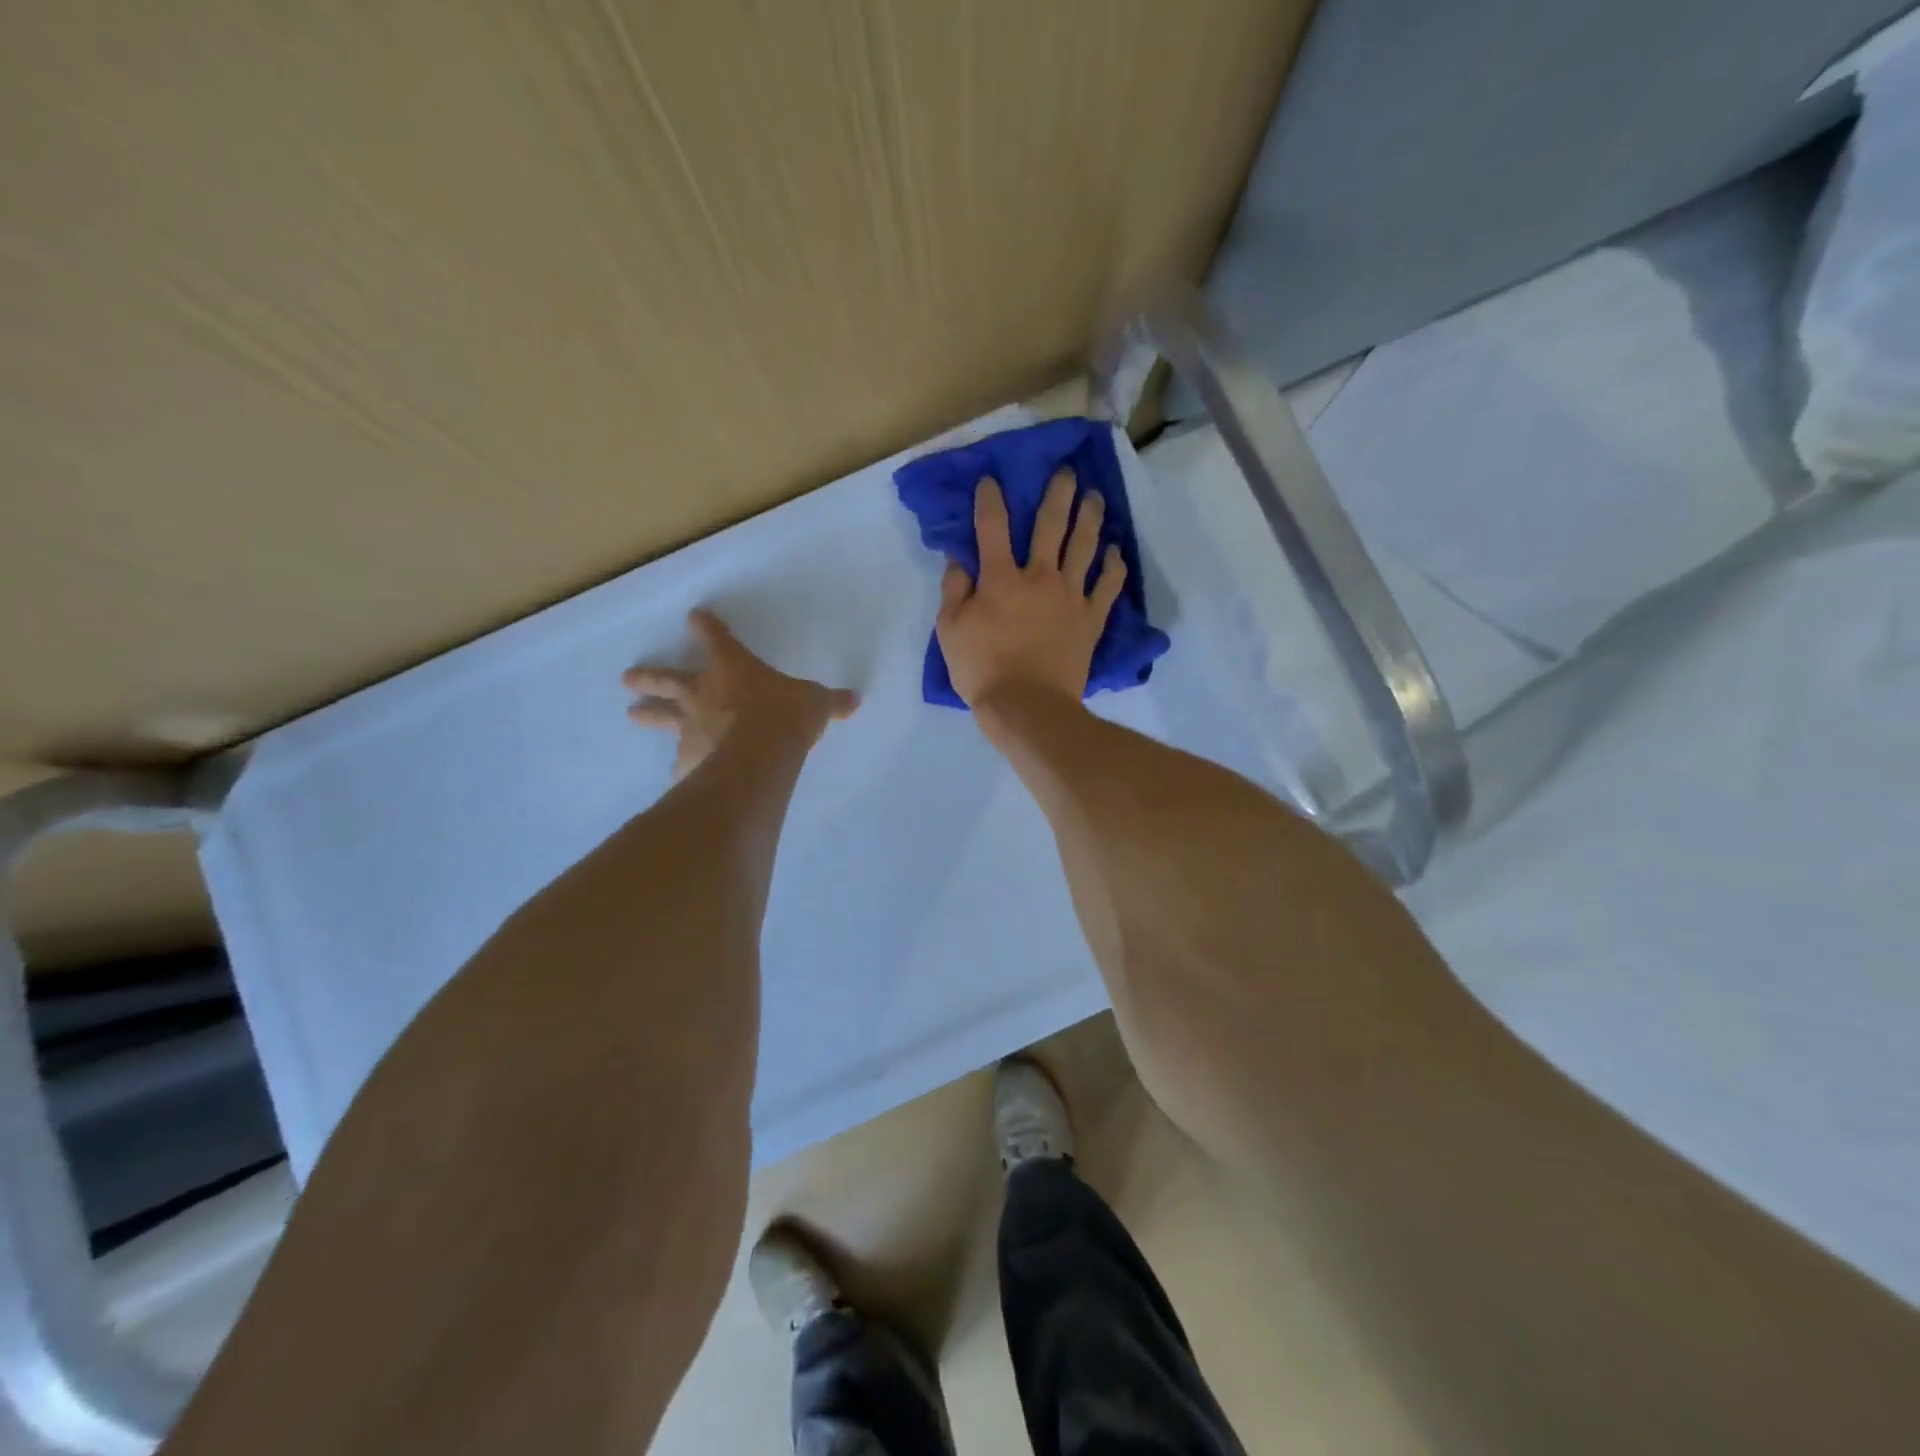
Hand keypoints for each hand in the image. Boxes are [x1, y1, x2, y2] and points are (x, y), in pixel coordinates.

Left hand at [623, 609, 857, 777]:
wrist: (760, 755)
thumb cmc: (785, 716)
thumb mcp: (814, 703)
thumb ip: (828, 702)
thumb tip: (854, 700)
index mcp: (732, 668)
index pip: (716, 639)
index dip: (707, 627)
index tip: (694, 617)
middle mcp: (703, 693)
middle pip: (669, 679)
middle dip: (650, 676)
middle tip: (627, 677)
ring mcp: (691, 726)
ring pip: (663, 716)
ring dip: (648, 713)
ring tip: (632, 712)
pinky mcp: (688, 758)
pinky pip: (680, 760)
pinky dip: (678, 764)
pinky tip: (674, 773)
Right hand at [935, 472, 1126, 709]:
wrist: (1027, 706)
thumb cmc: (982, 670)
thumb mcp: (950, 631)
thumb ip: (954, 590)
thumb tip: (958, 559)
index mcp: (1000, 578)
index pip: (993, 527)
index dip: (991, 499)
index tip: (992, 480)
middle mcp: (1039, 576)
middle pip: (1051, 525)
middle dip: (1058, 494)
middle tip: (1068, 472)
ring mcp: (1070, 596)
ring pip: (1084, 547)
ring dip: (1091, 518)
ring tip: (1095, 498)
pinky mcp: (1091, 618)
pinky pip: (1107, 586)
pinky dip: (1113, 567)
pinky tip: (1115, 552)